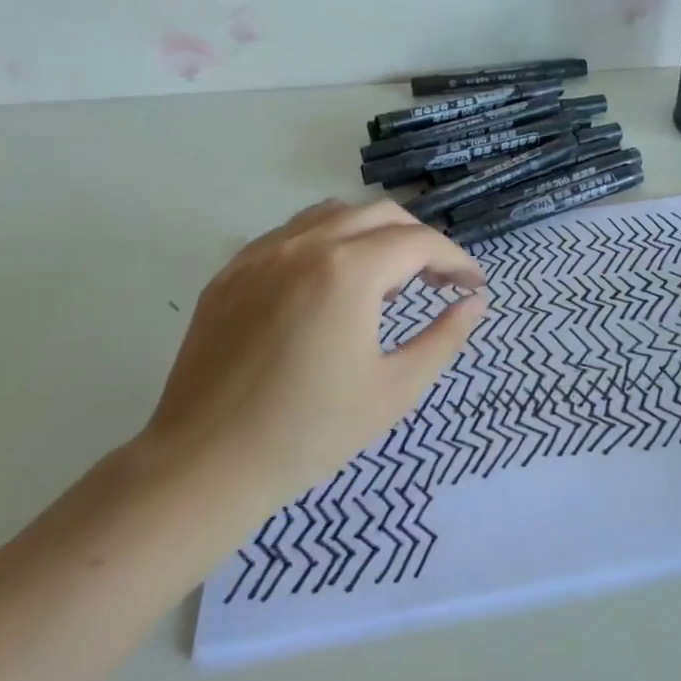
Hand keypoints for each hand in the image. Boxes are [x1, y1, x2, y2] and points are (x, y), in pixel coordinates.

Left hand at [135, 199, 486, 560]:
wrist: (204, 466)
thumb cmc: (310, 433)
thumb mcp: (395, 390)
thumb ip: (444, 338)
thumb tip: (475, 302)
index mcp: (348, 271)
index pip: (420, 242)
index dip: (456, 260)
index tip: (474, 286)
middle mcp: (304, 245)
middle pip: (380, 215)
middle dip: (419, 241)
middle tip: (437, 283)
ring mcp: (260, 253)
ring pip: (333, 214)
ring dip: (372, 234)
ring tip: (385, 280)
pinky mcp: (230, 272)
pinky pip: (290, 235)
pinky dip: (326, 243)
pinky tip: (328, 286)